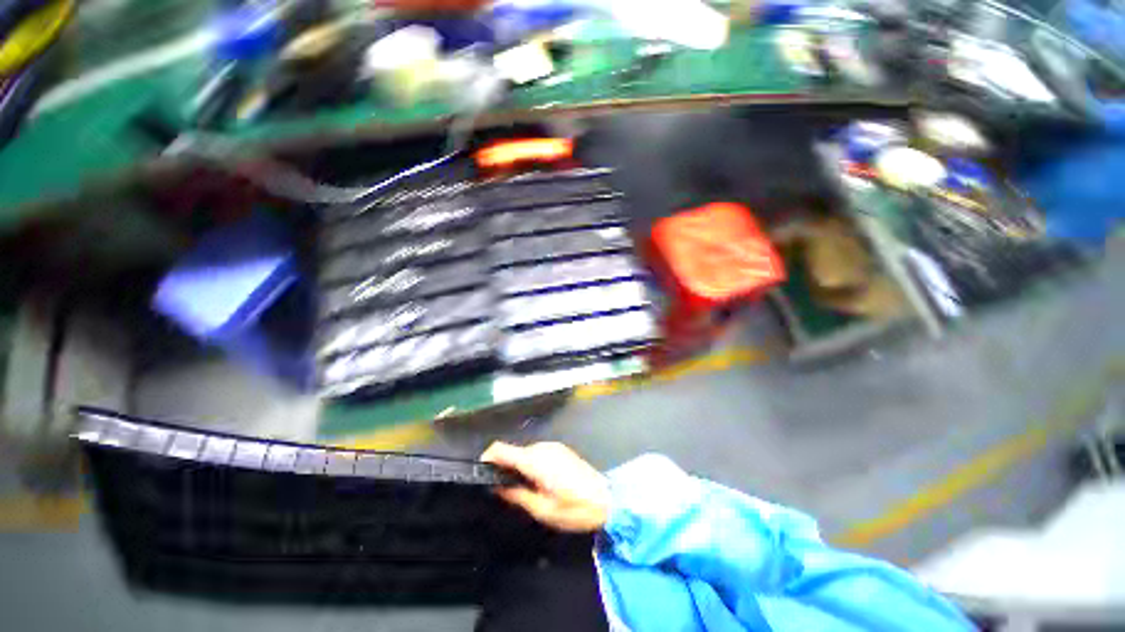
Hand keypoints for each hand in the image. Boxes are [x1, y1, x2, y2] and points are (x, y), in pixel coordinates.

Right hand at [481, 441, 610, 532]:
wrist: (607, 499)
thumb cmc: (574, 508)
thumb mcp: (542, 509)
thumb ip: (516, 494)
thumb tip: (497, 486)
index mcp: (534, 460)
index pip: (502, 448)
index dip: (488, 457)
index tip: (481, 472)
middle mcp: (542, 447)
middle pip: (514, 452)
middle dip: (506, 467)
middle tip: (506, 491)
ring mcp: (553, 446)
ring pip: (527, 453)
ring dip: (520, 467)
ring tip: (526, 490)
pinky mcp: (561, 449)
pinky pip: (539, 453)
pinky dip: (533, 464)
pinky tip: (541, 482)